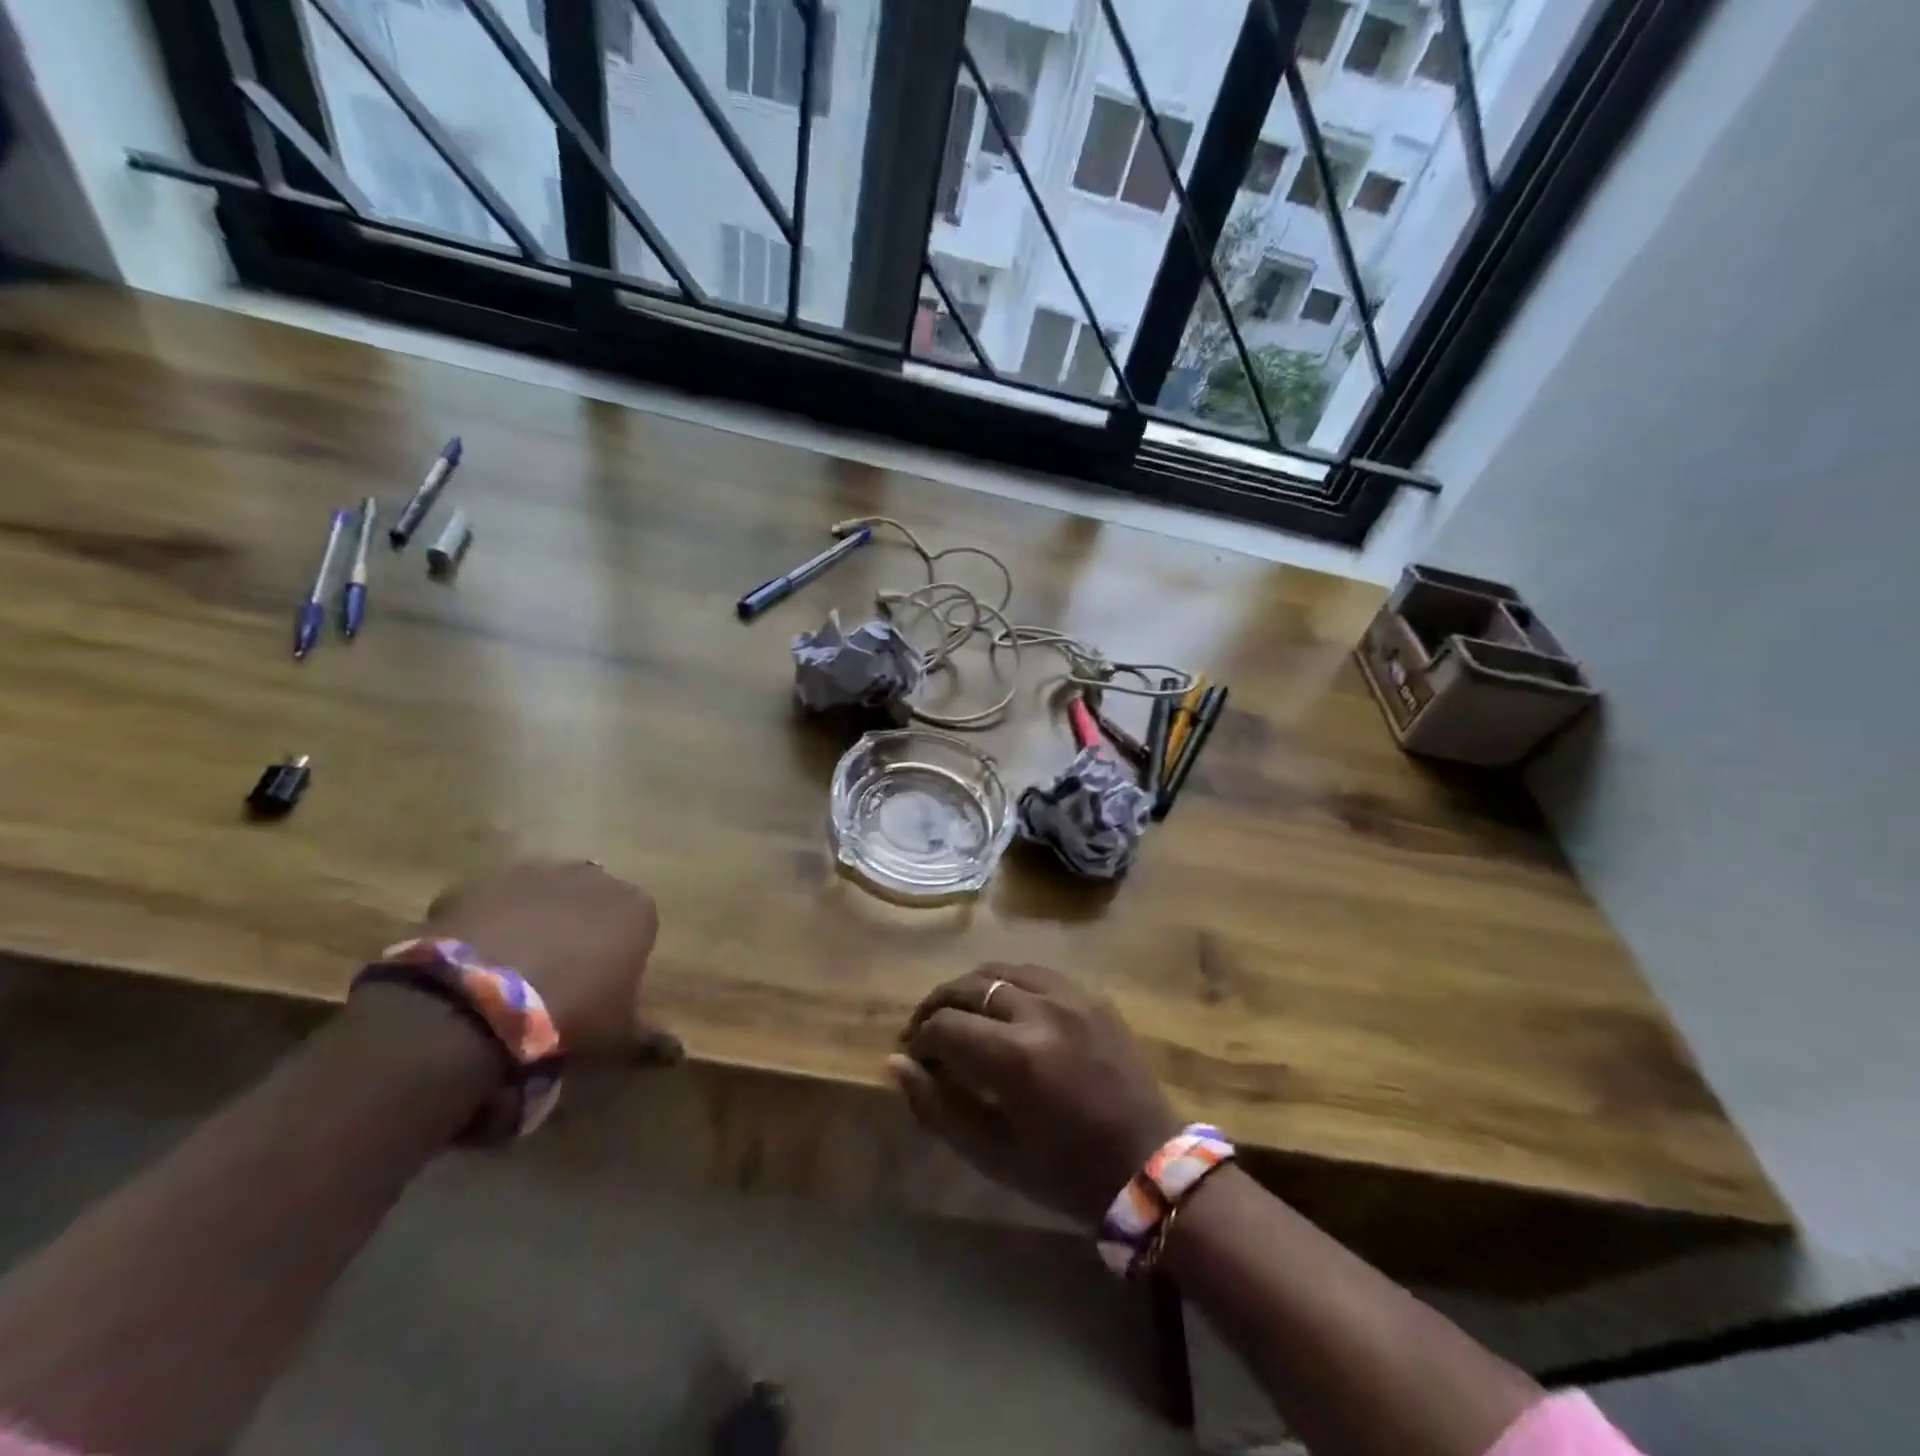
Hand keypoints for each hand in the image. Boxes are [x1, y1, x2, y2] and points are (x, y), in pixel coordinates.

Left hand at [421, 860, 678, 1061]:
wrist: (479, 1001)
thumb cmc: (570, 1014)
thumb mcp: (617, 1037)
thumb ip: (648, 1039)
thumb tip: (676, 1054)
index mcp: (637, 909)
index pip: (639, 926)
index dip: (620, 955)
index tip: (603, 987)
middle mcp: (594, 878)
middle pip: (592, 902)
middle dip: (579, 929)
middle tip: (557, 975)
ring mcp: (536, 874)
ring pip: (542, 896)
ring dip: (533, 921)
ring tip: (510, 968)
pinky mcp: (481, 882)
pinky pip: (491, 903)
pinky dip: (486, 924)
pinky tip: (472, 962)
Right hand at [891, 964, 1179, 1224]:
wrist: (1148, 1164)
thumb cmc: (1064, 1172)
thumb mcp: (991, 1152)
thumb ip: (936, 1106)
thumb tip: (896, 1063)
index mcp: (1015, 1056)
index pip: (944, 1025)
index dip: (920, 1039)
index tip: (915, 1057)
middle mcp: (1040, 1011)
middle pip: (968, 985)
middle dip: (937, 1005)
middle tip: (926, 1031)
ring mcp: (1071, 996)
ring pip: (1000, 968)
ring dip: (970, 987)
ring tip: (961, 1014)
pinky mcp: (1091, 995)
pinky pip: (1036, 972)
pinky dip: (1008, 983)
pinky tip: (1003, 1007)